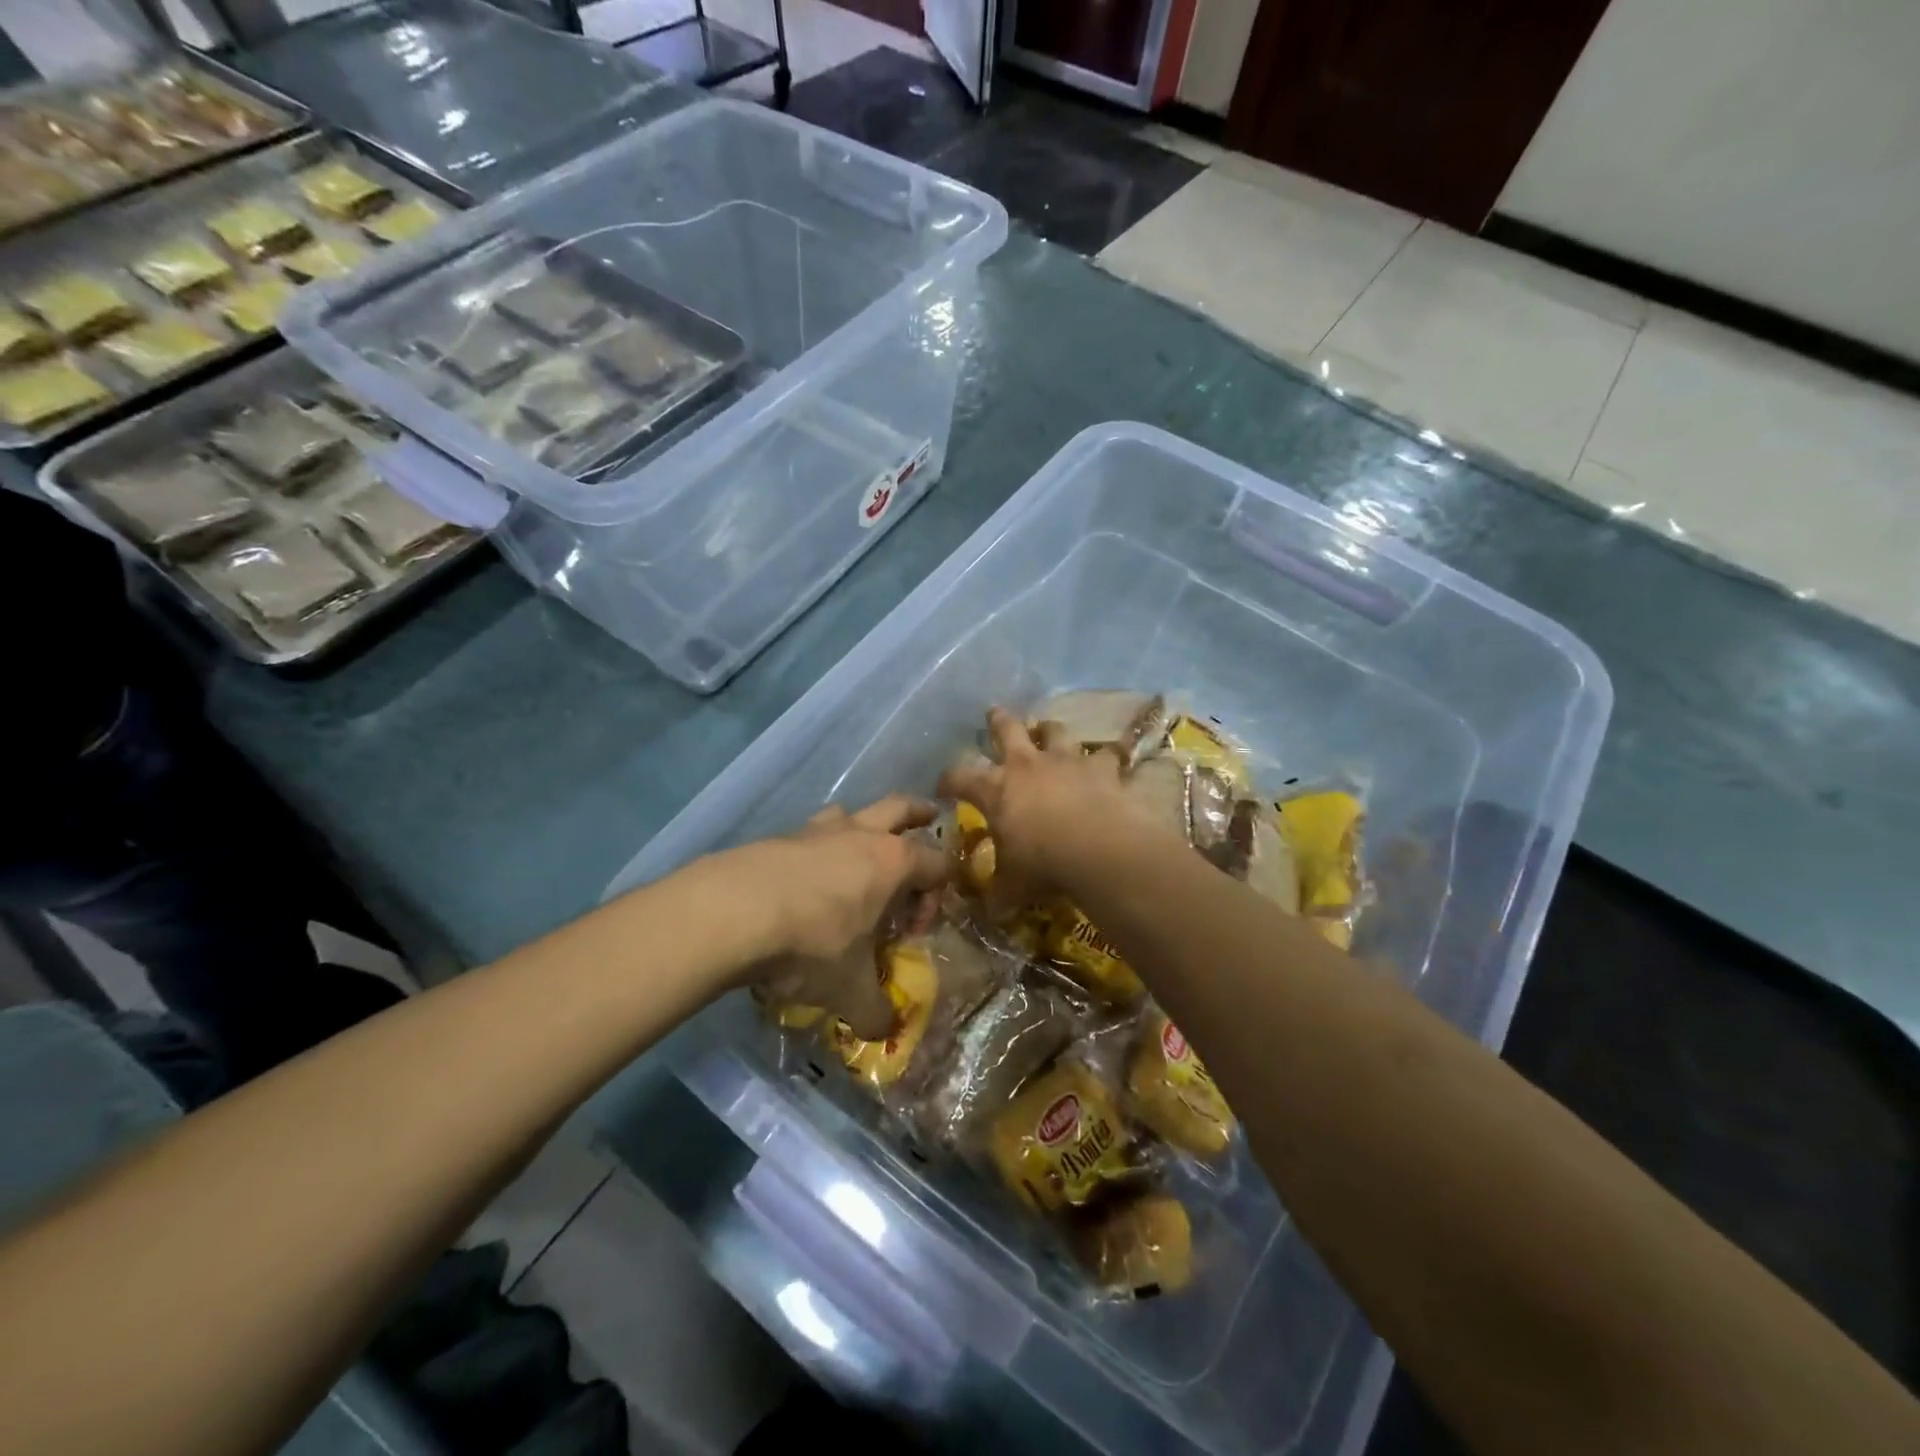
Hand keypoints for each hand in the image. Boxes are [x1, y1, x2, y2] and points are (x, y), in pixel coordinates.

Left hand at [739, 797, 947, 1039]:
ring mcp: (817, 830)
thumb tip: (886, 1032)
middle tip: (928, 816)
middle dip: (918, 812)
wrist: (732, 912)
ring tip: (859, 849)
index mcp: (893, 862)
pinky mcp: (778, 837)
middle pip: (901, 808)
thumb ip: (874, 1011)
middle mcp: (860, 834)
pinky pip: (809, 834)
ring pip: (851, 812)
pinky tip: (803, 881)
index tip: (914, 930)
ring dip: (862, 826)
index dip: (935, 897)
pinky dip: (817, 850)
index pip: (936, 865)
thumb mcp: (849, 989)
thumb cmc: (811, 944)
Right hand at [938, 707, 1145, 912]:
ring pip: (1054, 731)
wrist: (1100, 850)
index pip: (959, 777)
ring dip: (1049, 730)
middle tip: (994, 712)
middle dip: (998, 721)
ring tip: (1048, 729)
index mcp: (996, 790)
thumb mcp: (1012, 887)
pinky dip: (1106, 756)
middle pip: (1007, 730)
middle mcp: (1027, 765)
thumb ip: (998, 895)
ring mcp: (1066, 761)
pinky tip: (1110, 759)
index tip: (943, 786)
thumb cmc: (1043, 866)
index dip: (948, 780)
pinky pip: (1107, 754)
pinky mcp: (1102, 767)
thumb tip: (989, 912)